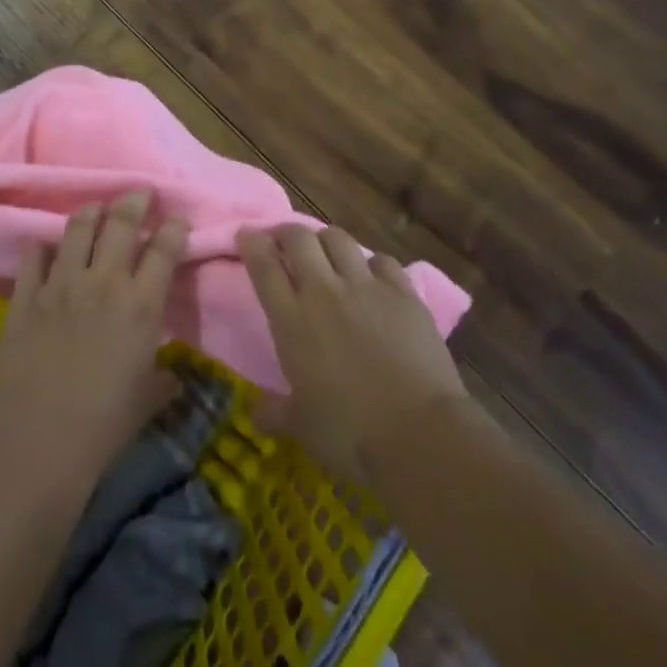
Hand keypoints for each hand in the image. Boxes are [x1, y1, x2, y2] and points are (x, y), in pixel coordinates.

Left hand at [0, 191, 189, 490]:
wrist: (39, 442)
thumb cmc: (104, 426)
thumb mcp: (147, 401)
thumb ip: (164, 381)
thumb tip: (173, 377)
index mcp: (141, 304)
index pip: (164, 249)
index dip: (174, 228)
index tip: (177, 219)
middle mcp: (104, 282)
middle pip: (121, 223)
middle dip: (134, 201)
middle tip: (139, 193)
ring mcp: (61, 285)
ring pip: (77, 228)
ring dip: (91, 213)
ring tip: (96, 210)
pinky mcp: (26, 297)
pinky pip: (34, 256)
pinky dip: (43, 247)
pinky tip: (47, 248)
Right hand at [241, 224, 465, 479]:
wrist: (420, 433)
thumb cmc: (351, 434)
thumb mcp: (302, 427)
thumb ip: (275, 413)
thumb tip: (255, 413)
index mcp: (292, 320)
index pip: (264, 265)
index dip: (252, 243)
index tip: (247, 234)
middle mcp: (324, 292)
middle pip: (299, 238)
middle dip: (286, 232)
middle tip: (283, 241)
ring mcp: (366, 287)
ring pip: (338, 238)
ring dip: (326, 239)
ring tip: (325, 251)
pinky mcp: (403, 293)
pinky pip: (382, 261)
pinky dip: (371, 264)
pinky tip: (372, 276)